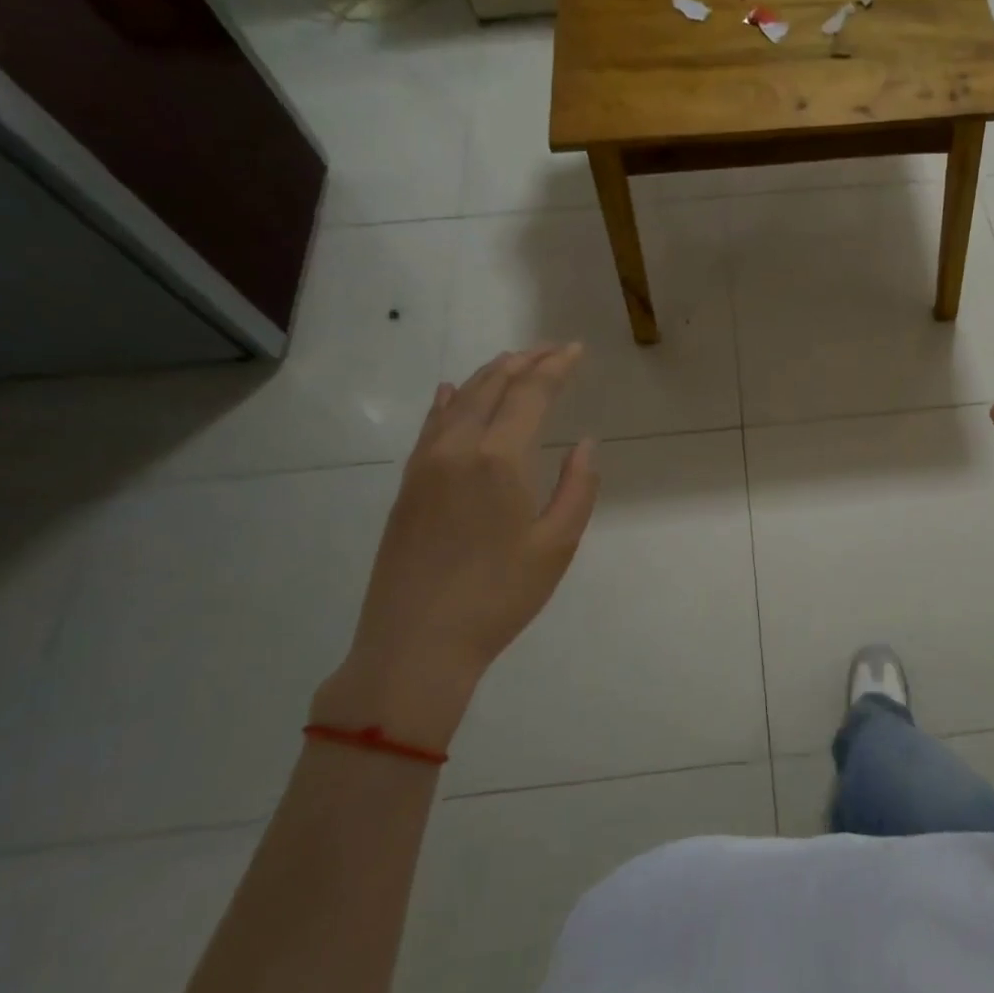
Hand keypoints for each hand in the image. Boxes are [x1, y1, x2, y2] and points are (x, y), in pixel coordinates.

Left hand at [314, 344, 599, 749]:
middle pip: (493, 386)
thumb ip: (577, 487)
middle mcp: (458, 447)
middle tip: (552, 349)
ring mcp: (425, 464)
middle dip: (525, 361)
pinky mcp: (408, 485)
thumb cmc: (499, 596)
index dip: (555, 367)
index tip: (575, 349)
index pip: (531, 393)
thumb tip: (585, 443)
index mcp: (499, 458)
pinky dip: (448, 401)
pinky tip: (452, 392)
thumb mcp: (557, 545)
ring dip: (490, 375)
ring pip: (459, 400)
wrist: (416, 643)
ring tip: (514, 361)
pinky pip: (431, 426)